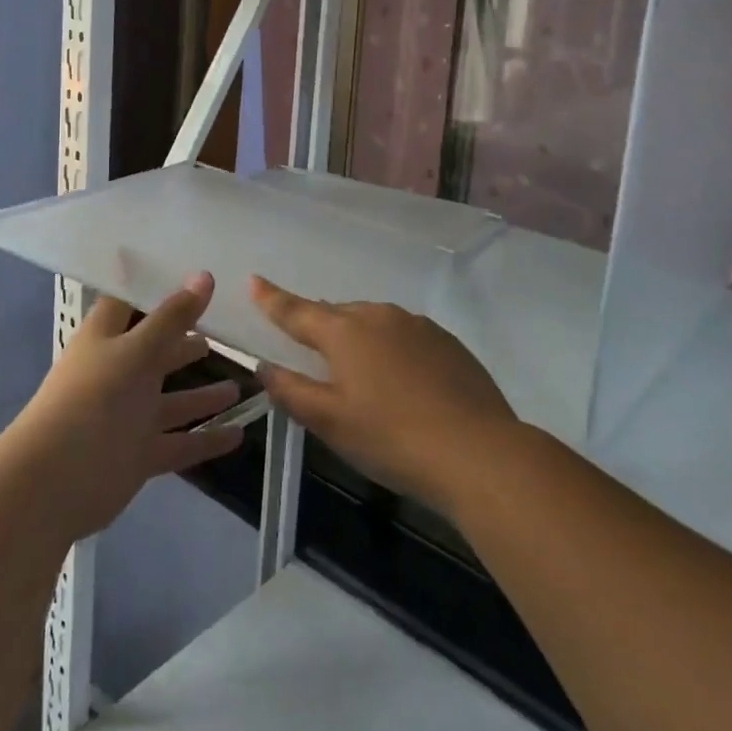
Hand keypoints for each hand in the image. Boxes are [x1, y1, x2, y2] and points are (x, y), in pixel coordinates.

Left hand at [5, 272, 244, 544]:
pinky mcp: (138, 454)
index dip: (154, 289)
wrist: (54, 482)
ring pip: (172, 401)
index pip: (128, 303)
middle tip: (225, 330)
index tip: (189, 274)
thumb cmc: (94, 398)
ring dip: (203, 395)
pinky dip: (206, 440)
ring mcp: (127, 416)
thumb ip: (174, 317)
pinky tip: (239, 434)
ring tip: (241, 385)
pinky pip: (179, 443)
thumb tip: (205, 276)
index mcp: (106, 338)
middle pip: (156, 352)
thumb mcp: (138, 350)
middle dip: (186, 342)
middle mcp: (117, 373)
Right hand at [250, 276, 517, 518]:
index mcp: (345, 332)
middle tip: (309, 344)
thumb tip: (265, 367)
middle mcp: (379, 316)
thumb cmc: (392, 438)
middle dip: (319, 324)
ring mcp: (417, 325)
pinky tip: (400, 378)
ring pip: (374, 322)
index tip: (254, 280)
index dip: (272, 298)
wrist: (477, 450)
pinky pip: (405, 334)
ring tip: (356, 367)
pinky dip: (391, 347)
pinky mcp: (446, 341)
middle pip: (337, 314)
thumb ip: (292, 391)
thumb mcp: (331, 422)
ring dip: (358, 336)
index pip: (297, 311)